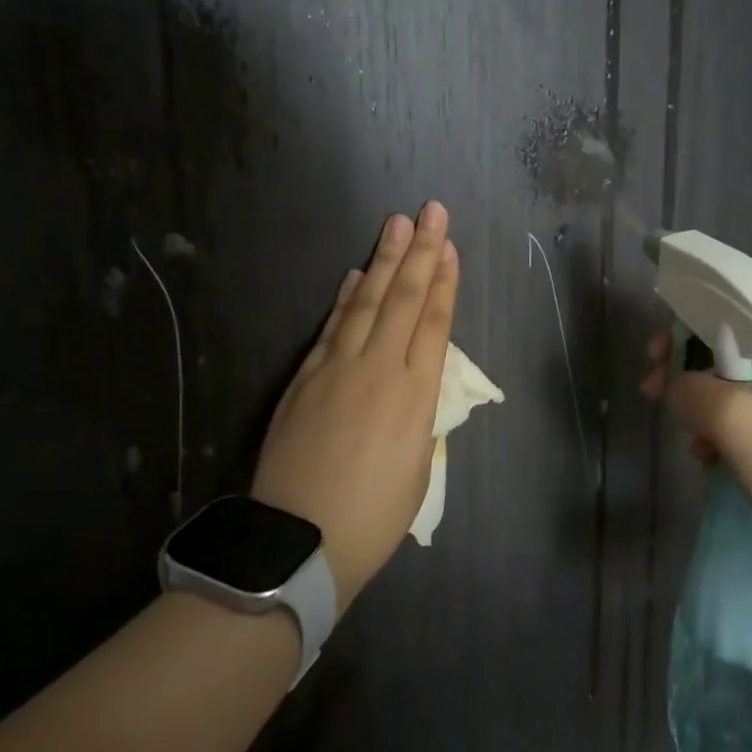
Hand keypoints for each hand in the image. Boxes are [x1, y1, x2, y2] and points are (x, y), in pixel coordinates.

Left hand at [252, 202, 458, 609]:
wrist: (302, 539)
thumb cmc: (374, 516)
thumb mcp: (418, 466)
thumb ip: (418, 415)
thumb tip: (414, 381)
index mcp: (416, 395)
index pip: (434, 322)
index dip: (444, 282)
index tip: (450, 247)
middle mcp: (379, 369)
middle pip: (403, 299)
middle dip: (420, 252)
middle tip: (430, 212)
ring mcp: (336, 369)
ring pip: (365, 303)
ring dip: (383, 261)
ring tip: (396, 225)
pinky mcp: (305, 378)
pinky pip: (331, 327)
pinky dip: (345, 297)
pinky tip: (355, 273)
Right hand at [642, 319, 751, 585]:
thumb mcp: (736, 420)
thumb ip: (691, 388)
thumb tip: (679, 386)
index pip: (734, 309)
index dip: (684, 329)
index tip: (653, 360)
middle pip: (737, 347)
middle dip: (693, 374)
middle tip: (656, 399)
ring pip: (747, 386)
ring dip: (710, 410)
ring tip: (693, 445)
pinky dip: (734, 432)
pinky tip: (714, 461)